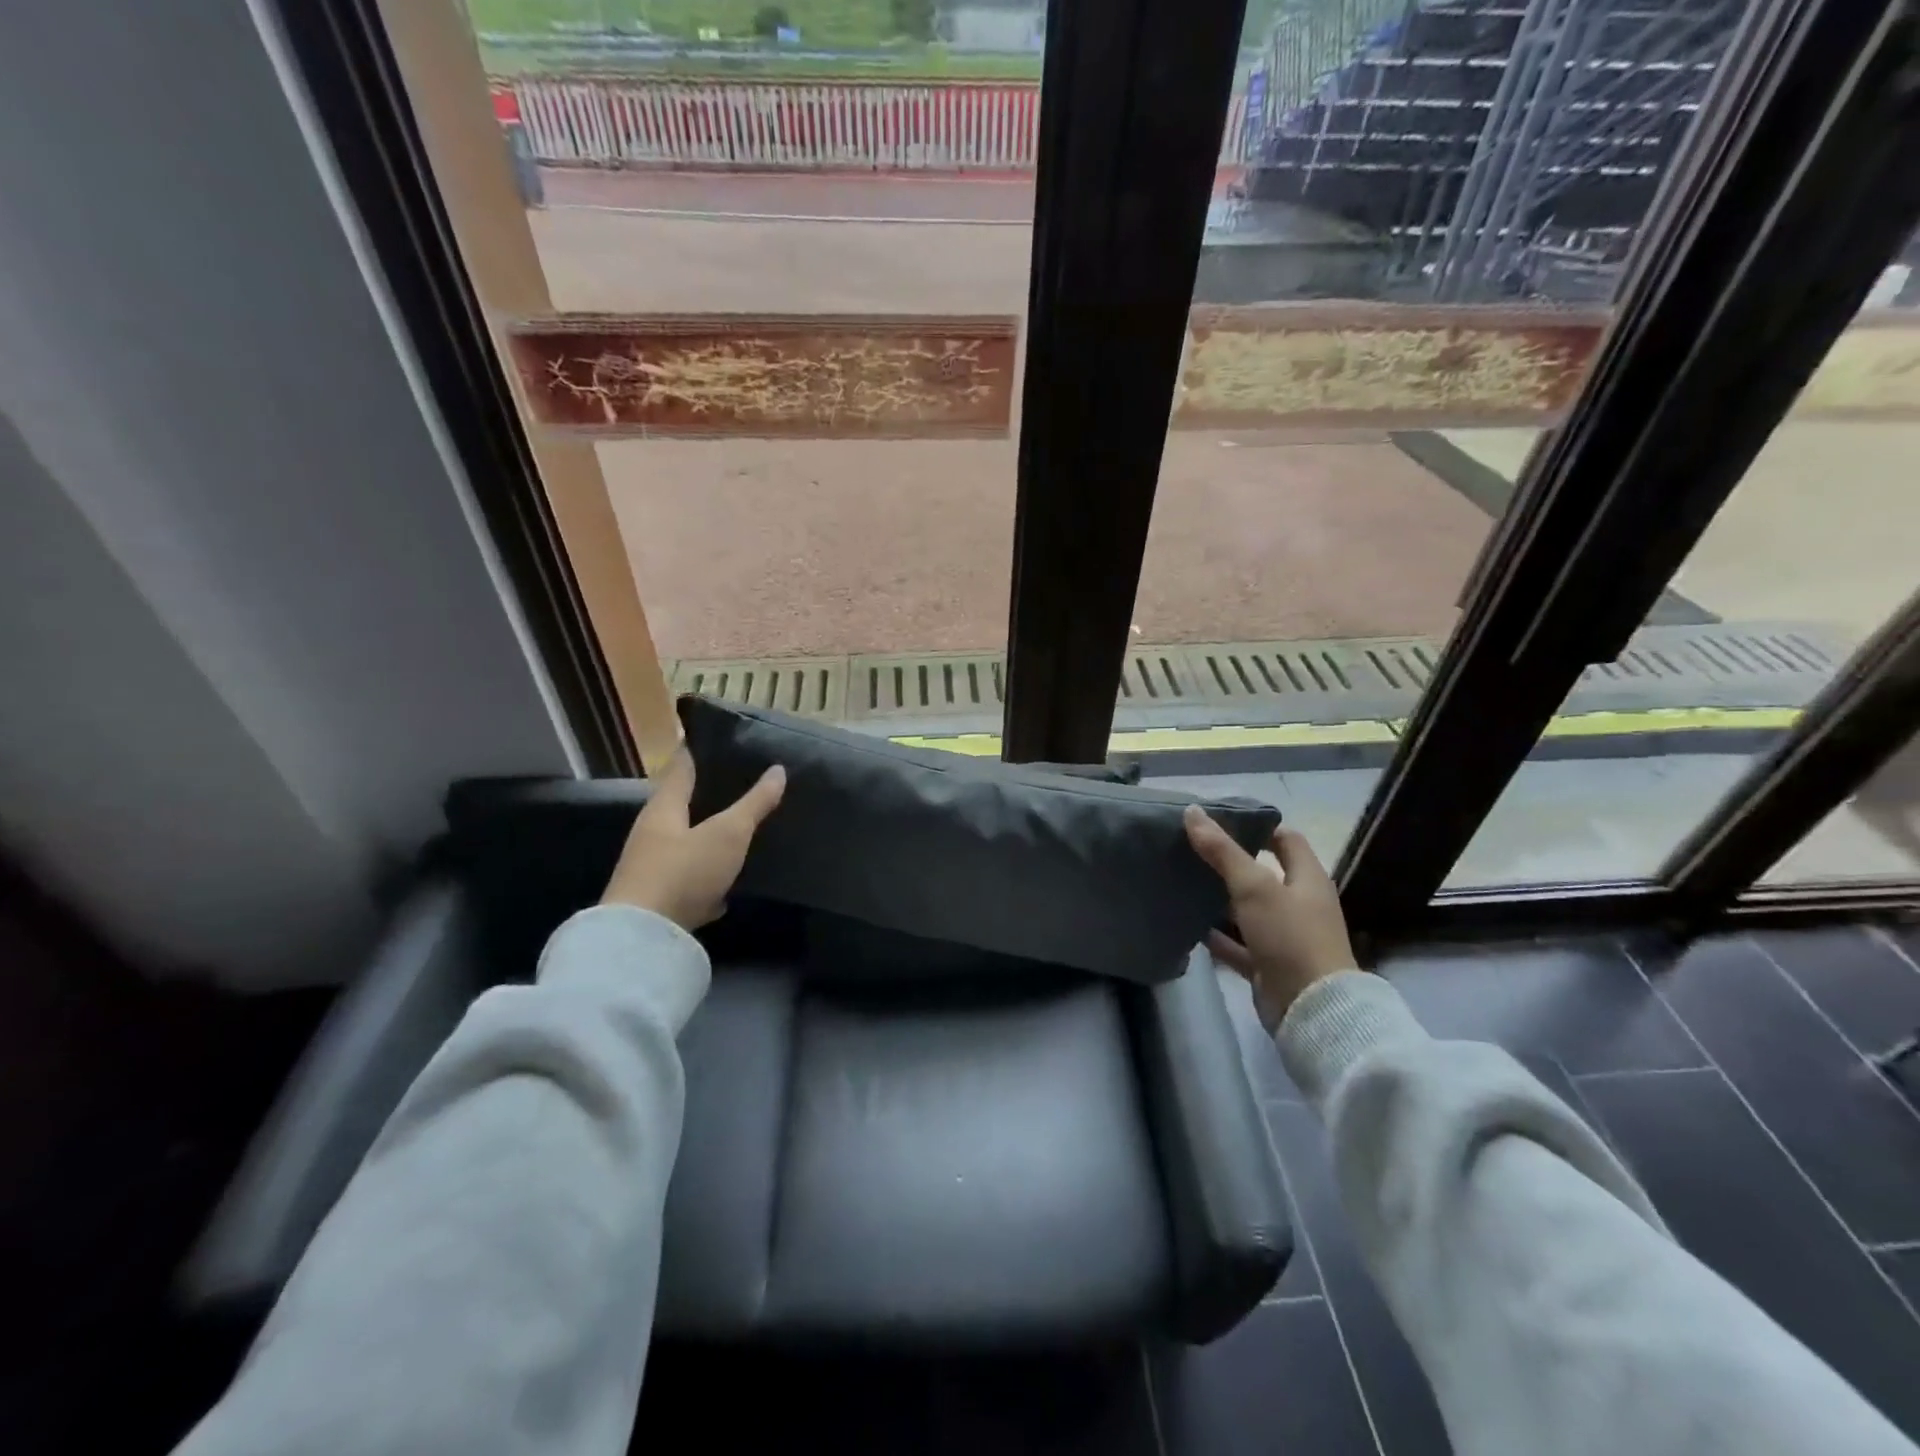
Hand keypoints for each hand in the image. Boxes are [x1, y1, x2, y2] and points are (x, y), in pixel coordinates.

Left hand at [602, 750, 785, 928]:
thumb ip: (754, 803)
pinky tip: (727, 887)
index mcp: (663, 808)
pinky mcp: (658, 900)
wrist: (643, 939)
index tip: (722, 740)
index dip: (700, 751)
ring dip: (708, 838)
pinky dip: (706, 879)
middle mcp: (652, 833)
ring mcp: (652, 868)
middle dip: (709, 796)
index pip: (681, 767)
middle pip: (682, 806)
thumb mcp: (728, 834)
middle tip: (743, 786)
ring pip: (685, 843)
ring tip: (741, 831)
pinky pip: (687, 880)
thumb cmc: (684, 872)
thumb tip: (778, 769)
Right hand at [1183, 809, 1357, 1032]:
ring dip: (1221, 900)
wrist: (1312, 1010)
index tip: (1221, 820)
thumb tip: (1193, 812)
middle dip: (1231, 862)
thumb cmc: (1289, 936)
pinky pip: (1239, 944)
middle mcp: (1299, 904)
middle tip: (1193, 849)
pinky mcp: (1269, 964)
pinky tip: (1190, 926)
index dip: (1258, 827)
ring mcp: (1285, 936)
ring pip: (1248, 910)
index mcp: (1307, 878)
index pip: (1286, 839)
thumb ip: (1222, 850)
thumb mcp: (1254, 887)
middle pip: (1264, 874)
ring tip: (1185, 882)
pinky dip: (1218, 936)